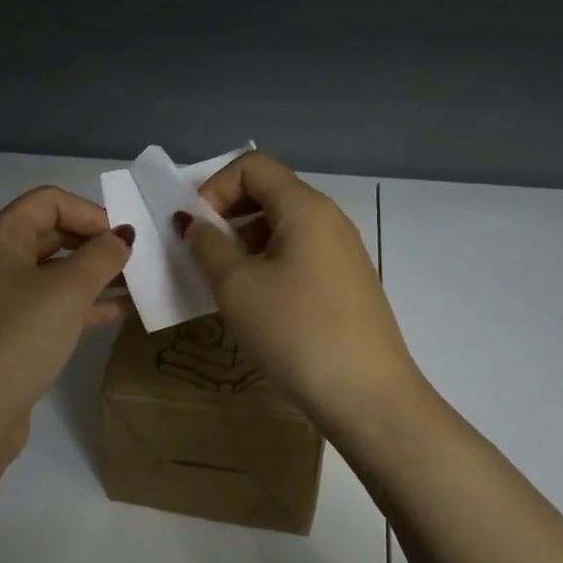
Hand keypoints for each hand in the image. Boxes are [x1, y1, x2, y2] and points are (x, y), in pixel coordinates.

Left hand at [0, 187, 133, 511]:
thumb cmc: (17, 339)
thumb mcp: (66, 292)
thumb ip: (101, 257)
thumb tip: (121, 238)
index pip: (49, 201)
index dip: (91, 213)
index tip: (125, 240)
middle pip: (52, 234)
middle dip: (95, 244)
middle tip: (139, 262)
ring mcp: (0, 299)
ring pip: (55, 273)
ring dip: (95, 276)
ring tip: (140, 286)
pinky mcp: (9, 333)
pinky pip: (51, 306)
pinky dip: (83, 305)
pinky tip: (121, 313)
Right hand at [183, 152, 424, 447]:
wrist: (368, 396)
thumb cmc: (295, 331)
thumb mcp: (236, 286)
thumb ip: (207, 245)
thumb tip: (194, 223)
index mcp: (305, 207)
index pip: (252, 165)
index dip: (214, 187)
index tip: (196, 230)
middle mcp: (329, 219)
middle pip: (269, 192)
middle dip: (227, 214)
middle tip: (203, 255)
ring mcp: (342, 252)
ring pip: (282, 226)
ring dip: (245, 242)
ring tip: (225, 284)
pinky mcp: (347, 283)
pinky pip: (299, 254)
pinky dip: (268, 264)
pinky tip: (257, 304)